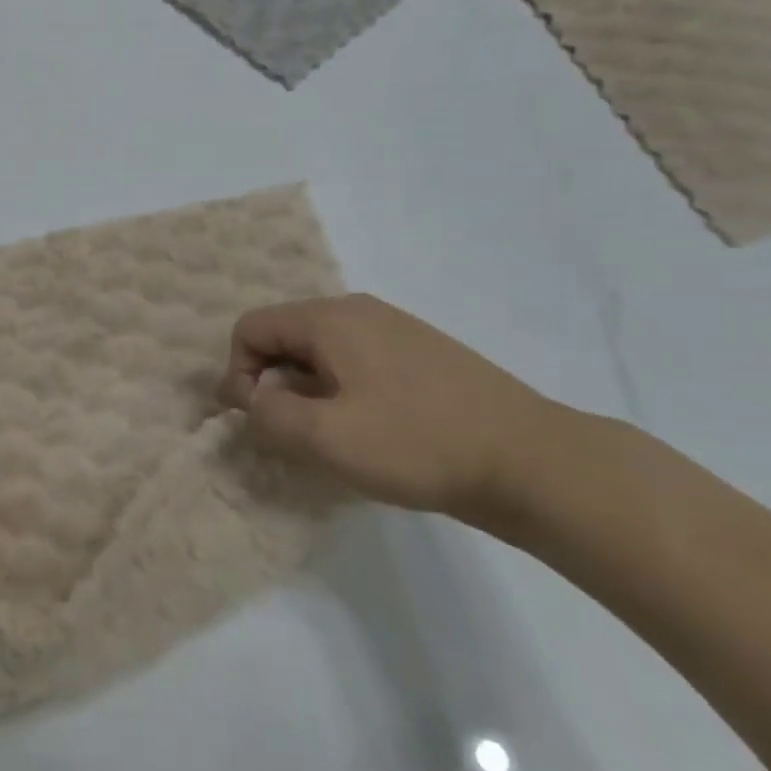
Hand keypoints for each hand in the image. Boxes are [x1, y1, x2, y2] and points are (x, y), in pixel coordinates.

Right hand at [220, 294, 570, 518]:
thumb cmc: (418, 444)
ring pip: (320, 350)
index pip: (250, 328)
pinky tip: (371, 428)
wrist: (532, 461)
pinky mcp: (420, 351)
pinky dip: (341, 389)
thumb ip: (268, 413)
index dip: (238, 374)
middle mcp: (358, 310)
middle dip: (273, 383)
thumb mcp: (325, 438)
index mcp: (330, 319)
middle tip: (294, 433)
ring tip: (332, 435)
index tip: (258, 420)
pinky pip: (355, 360)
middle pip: (284, 335)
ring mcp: (394, 327)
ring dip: (307, 389)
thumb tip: (255, 397)